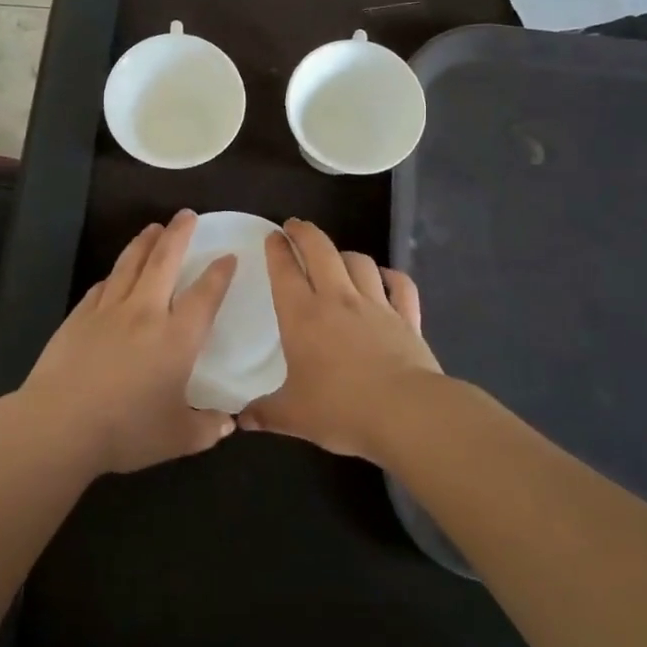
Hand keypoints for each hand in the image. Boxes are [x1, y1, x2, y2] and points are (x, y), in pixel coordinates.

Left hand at [15, 210, 237, 475]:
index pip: (205, 295)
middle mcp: (146, 313)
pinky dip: (114, 273)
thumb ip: (207, 428)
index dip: (219, 273)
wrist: (60, 424)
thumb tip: (229, 424)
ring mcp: (109, 310)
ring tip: (153, 228)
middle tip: (186, 214)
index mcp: (177, 337)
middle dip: (178, 234)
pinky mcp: (79, 316)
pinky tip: (115, 272)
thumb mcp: (177, 438)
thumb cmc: (126, 430)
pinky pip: (102, 286)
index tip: (228, 256)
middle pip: (164, 261)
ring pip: (130, 264)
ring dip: (144, 242)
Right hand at [241, 217, 441, 461]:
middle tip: (295, 226)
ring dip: (344, 254)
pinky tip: (385, 278)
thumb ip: (265, 413)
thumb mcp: (293, 416)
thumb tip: (239, 419)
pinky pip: (400, 285)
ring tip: (336, 256)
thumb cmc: (341, 409)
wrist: (406, 413)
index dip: (277, 250)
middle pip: (321, 250)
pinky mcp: (407, 318)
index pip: (285, 271)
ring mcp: (376, 305)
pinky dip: (391, 277)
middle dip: (305, 233)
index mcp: (303, 316)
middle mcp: (337, 300)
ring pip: (359, 262)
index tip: (273, 237)